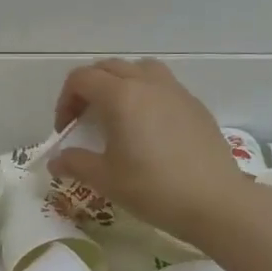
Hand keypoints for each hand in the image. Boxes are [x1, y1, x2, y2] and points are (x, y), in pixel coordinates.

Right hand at [49, 58, 240, 241]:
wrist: (215, 202)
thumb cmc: (153, 188)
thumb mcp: (105, 179)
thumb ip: (75, 163)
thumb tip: (56, 161)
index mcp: (120, 96)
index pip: (81, 79)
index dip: (65, 101)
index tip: (66, 130)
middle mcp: (147, 83)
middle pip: (108, 68)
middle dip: (89, 89)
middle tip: (85, 120)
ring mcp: (175, 91)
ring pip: (138, 69)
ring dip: (120, 84)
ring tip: (118, 114)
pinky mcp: (195, 105)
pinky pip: (162, 85)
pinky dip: (146, 95)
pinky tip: (148, 128)